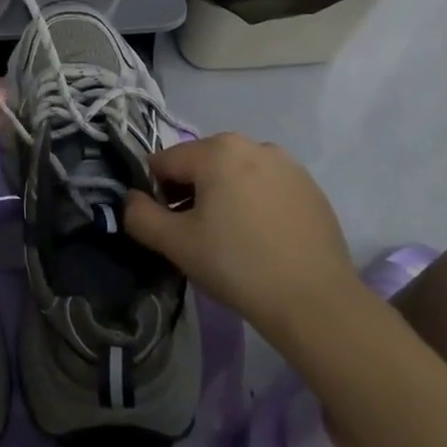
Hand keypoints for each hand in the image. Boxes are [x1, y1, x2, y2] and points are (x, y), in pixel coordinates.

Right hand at [124, 133, 354, 340]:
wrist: (316, 303)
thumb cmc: (238, 265)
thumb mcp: (176, 244)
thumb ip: (141, 216)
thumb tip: (130, 200)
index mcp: (217, 149)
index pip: (165, 162)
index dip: (157, 194)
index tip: (169, 229)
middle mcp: (252, 144)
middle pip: (201, 164)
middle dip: (191, 194)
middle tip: (198, 238)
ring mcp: (287, 164)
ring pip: (235, 175)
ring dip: (223, 197)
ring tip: (232, 241)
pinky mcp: (311, 188)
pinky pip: (266, 187)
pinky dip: (255, 205)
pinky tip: (262, 241)